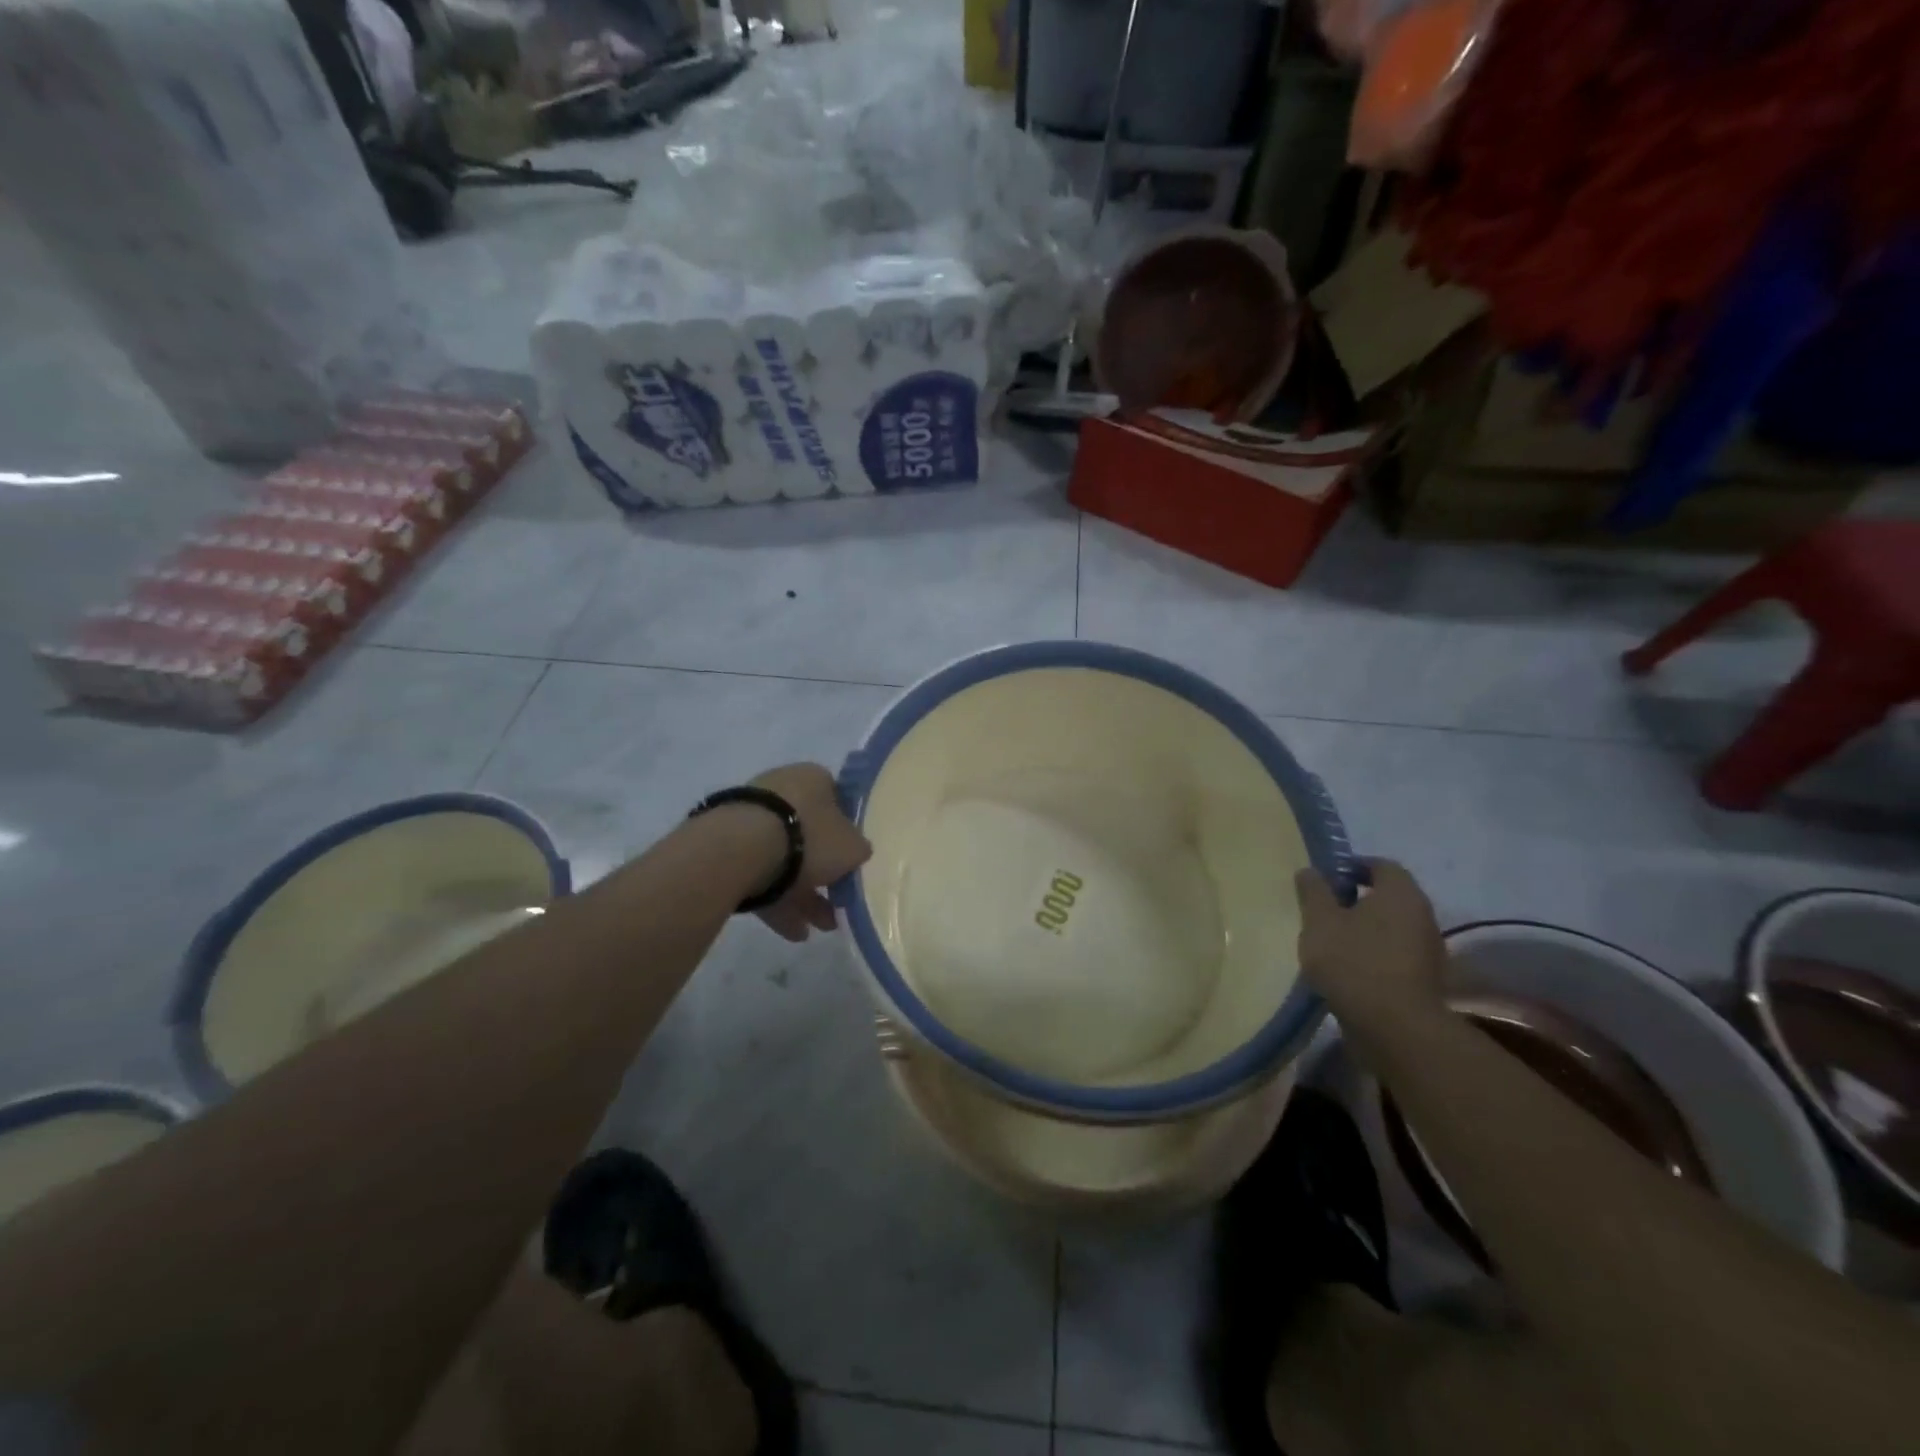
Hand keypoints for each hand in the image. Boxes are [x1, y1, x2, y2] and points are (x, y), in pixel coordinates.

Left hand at [749, 764, 871, 942]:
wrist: (740, 849)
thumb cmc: (809, 838)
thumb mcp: (853, 848)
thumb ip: (858, 849)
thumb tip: (855, 852)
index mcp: (814, 778)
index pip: (837, 800)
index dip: (847, 833)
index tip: (851, 862)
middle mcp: (781, 790)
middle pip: (809, 835)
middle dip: (824, 874)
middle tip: (837, 904)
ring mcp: (750, 817)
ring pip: (784, 859)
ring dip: (803, 895)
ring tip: (818, 929)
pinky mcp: (726, 846)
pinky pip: (759, 874)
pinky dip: (777, 901)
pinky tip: (791, 931)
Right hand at [1295, 859, 1447, 1033]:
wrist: (1394, 1028)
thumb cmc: (1353, 961)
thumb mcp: (1319, 921)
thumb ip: (1313, 892)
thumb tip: (1310, 871)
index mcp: (1401, 893)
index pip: (1381, 865)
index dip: (1353, 867)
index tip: (1326, 879)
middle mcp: (1423, 915)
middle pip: (1389, 897)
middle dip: (1357, 899)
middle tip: (1325, 910)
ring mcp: (1429, 950)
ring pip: (1393, 927)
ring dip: (1366, 929)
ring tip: (1333, 942)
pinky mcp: (1425, 980)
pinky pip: (1396, 954)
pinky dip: (1375, 954)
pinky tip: (1349, 969)